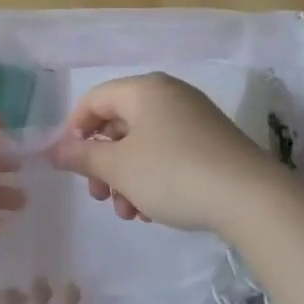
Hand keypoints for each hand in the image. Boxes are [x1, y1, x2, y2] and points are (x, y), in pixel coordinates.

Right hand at [49, 72, 274, 232]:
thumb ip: (81, 157)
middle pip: (118, 124)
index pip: (93, 99)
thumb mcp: (118, 167)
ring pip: (142, 145)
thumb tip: (54, 151)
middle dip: (102, 164)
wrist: (250, 198)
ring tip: (129, 213)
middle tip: (98, 196)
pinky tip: (153, 211)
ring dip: (126, 179)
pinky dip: (152, 179)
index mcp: (144, 90)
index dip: (74, 131)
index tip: (70, 165)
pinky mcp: (211, 144)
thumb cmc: (172, 173)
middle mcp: (169, 95)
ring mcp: (194, 119)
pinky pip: (168, 155)